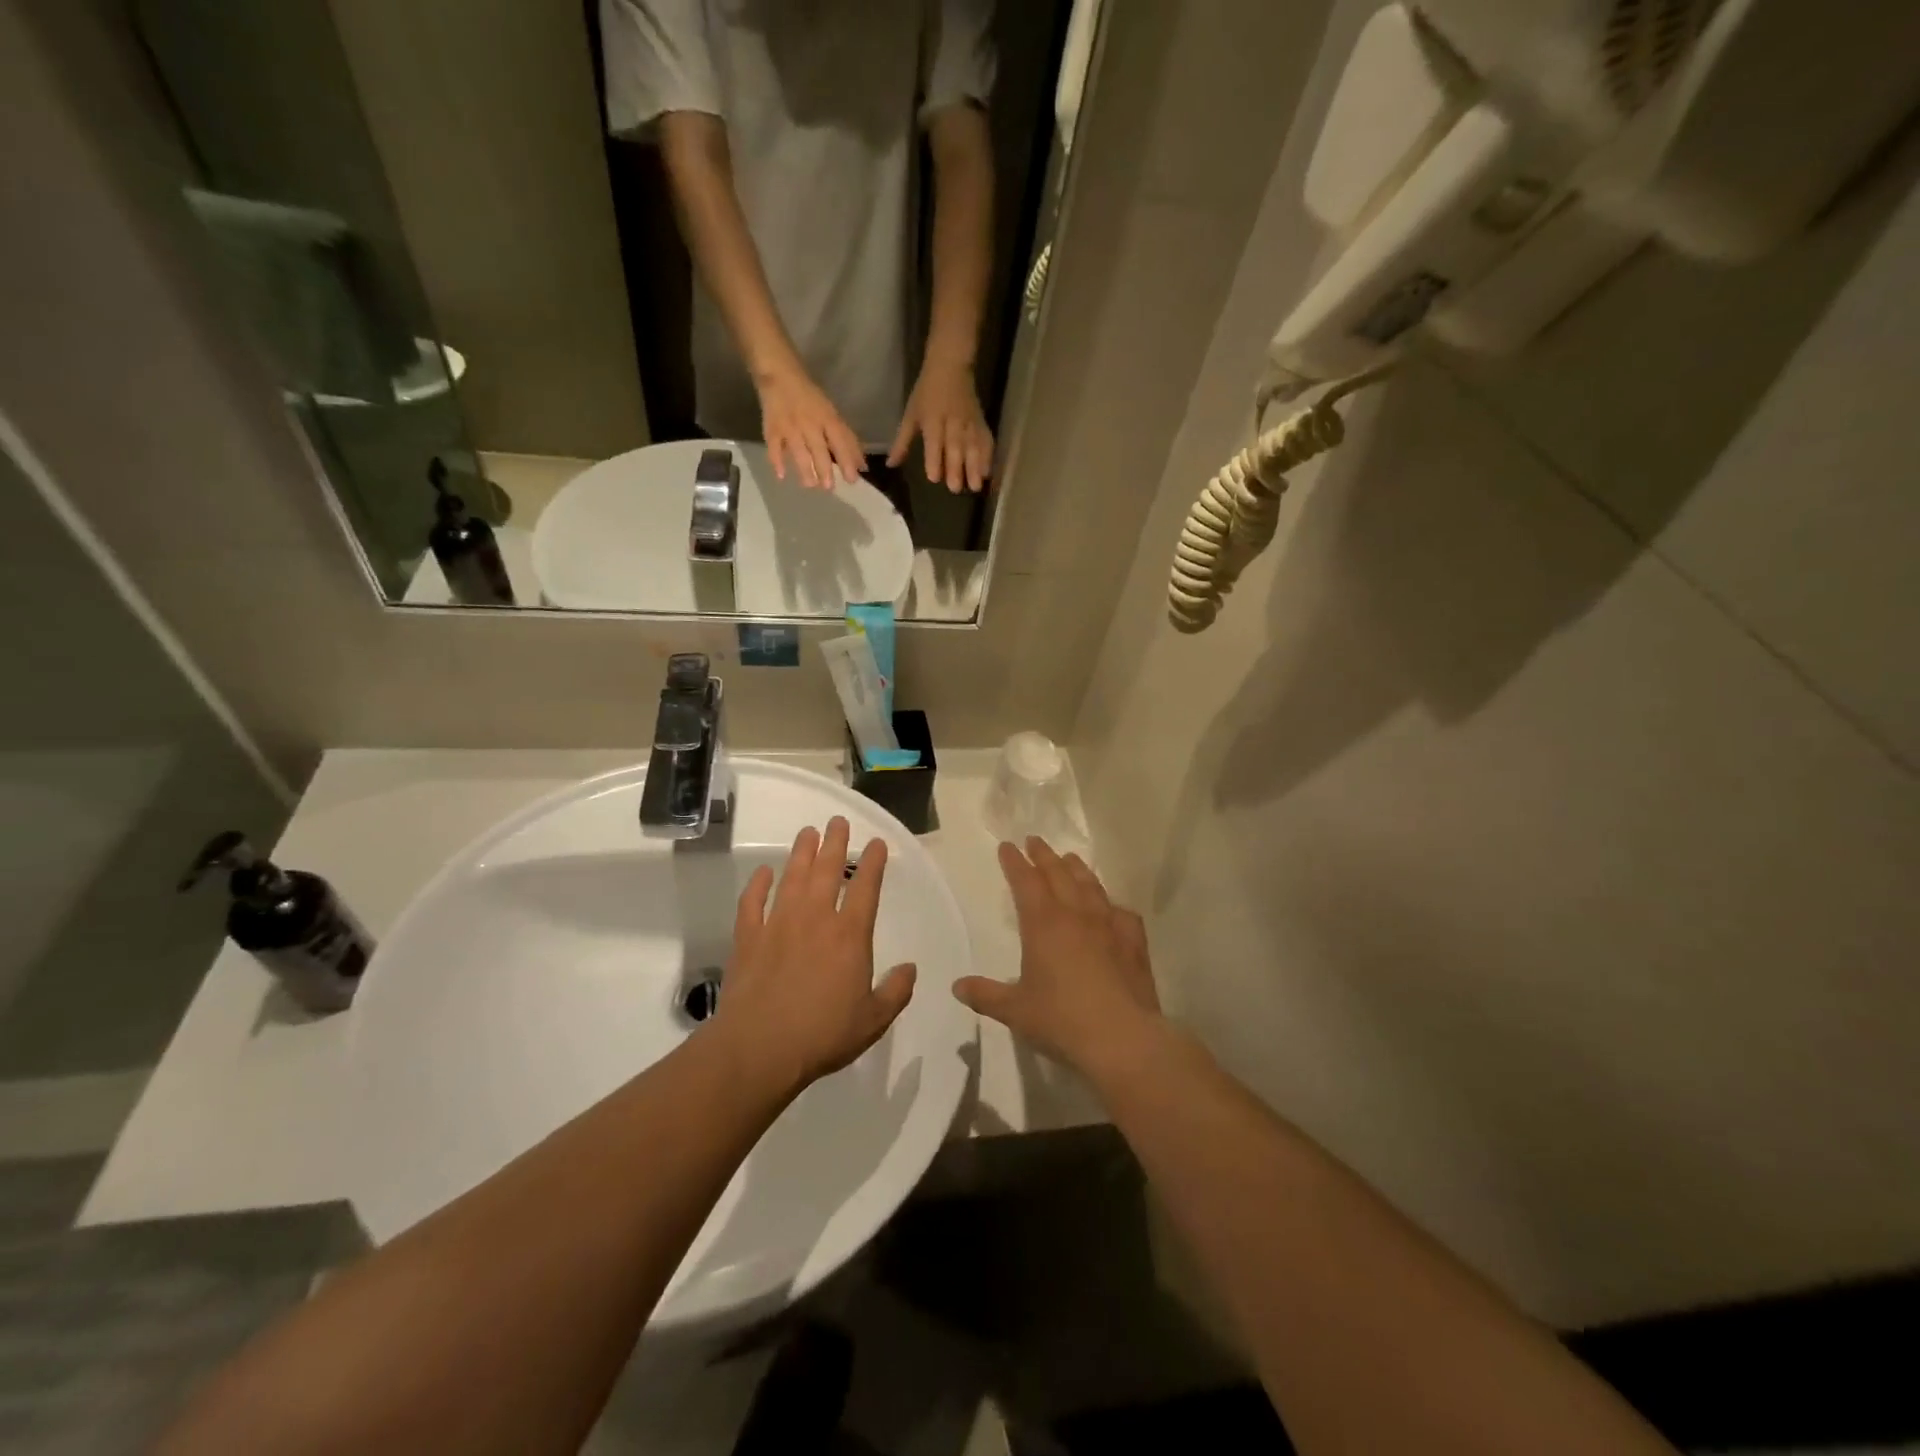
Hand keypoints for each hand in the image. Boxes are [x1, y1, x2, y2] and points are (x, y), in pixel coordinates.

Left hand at [716, 817, 916, 1093]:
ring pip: (792, 878)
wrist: (760, 1048)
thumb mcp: (873, 1020)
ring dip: (800, 853)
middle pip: (826, 871)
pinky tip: (763, 872)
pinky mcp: (749, 938)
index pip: (865, 888)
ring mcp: (778, 924)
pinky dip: (757, 884)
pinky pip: (752, 902)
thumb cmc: (823, 1034)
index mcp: (849, 936)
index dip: (872, 862)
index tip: (875, 843)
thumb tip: (910, 969)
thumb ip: (895, 991)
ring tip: (807, 832)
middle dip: (835, 843)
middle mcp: (815, 919)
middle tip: (837, 821)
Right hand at [757, 367, 865, 489]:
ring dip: (804, 468)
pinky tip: (781, 476)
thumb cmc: (810, 398)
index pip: (839, 440)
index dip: (846, 460)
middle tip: (829, 488)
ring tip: (810, 485)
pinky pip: (774, 446)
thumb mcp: (832, 414)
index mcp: (826, 417)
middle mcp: (809, 422)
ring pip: (798, 449)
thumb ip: (847, 440)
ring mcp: (789, 426)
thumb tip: (862, 466)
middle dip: (824, 468)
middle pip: (818, 447)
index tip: (852, 479)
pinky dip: (776, 460)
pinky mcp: (772, 428)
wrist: (779, 374)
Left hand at [888, 357, 993, 492]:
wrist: (951, 366)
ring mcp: (969, 422)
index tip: (934, 478)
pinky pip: (986, 441)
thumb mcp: (911, 414)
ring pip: (973, 446)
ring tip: (975, 486)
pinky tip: (987, 473)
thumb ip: (902, 442)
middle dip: (956, 468)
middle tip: (955, 489)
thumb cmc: (927, 392)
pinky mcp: (981, 422)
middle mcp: (952, 421)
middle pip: (955, 447)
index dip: (934, 459)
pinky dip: (988, 456)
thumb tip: (890, 465)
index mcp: (932, 418)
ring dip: (975, 467)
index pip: (933, 441)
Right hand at [953, 839, 1164, 1084]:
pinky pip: (1122, 913)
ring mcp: (1109, 925)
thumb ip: (986, 995)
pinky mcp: (1134, 942)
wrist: (1122, 1038)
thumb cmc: (1061, 1020)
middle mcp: (1076, 915)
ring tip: (1070, 859)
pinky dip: (1112, 905)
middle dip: (1044, 856)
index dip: (1014, 863)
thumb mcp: (1015, 1011)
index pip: (1025, 882)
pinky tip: (1112, 908)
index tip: (1007, 847)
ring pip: (1090, 886)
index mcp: (1043, 924)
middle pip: (1058, 874)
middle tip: (1035, 841)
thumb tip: (957, 986)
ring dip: (1077, 869)